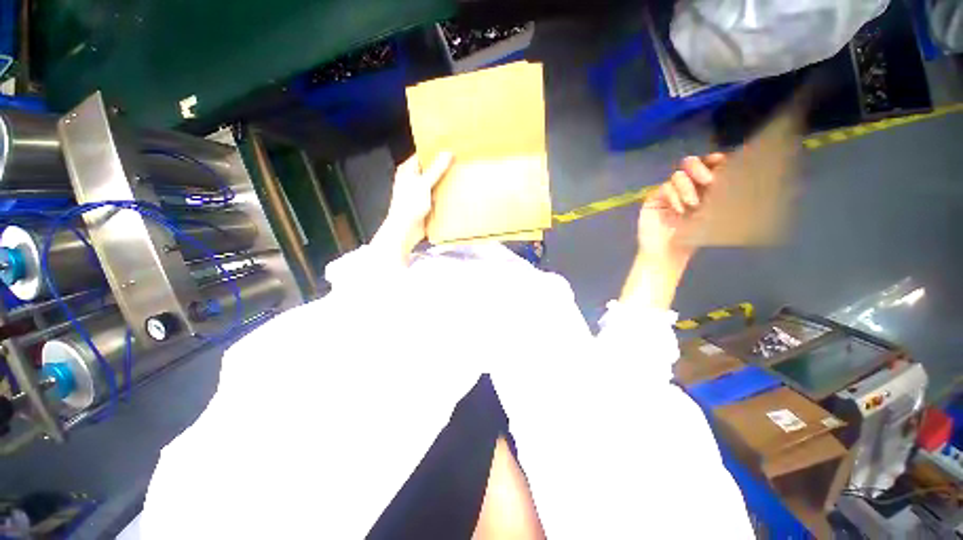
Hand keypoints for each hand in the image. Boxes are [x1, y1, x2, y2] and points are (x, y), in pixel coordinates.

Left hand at [372, 152, 453, 262]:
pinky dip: (444, 195)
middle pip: (429, 170)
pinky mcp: (424, 205)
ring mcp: (418, 193)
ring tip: (460, 176)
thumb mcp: (424, 184)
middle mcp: (412, 180)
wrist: (406, 230)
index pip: (422, 156)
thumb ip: (436, 169)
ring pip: (434, 184)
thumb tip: (448, 152)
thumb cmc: (410, 204)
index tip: (450, 148)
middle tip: (459, 162)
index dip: (435, 152)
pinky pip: (436, 196)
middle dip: (442, 168)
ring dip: (444, 182)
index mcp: (407, 171)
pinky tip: (455, 193)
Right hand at [638, 153, 725, 262]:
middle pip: (690, 163)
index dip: (714, 160)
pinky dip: (673, 196)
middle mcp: (685, 188)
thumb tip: (733, 176)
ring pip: (678, 175)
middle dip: (699, 168)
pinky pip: (664, 188)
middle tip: (708, 181)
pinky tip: (678, 210)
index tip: (721, 161)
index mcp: (703, 190)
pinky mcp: (654, 199)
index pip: (708, 166)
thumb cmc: (692, 239)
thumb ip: (719, 197)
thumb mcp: (712, 216)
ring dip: (687, 187)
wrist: (667, 254)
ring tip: (692, 204)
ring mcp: (668, 193)